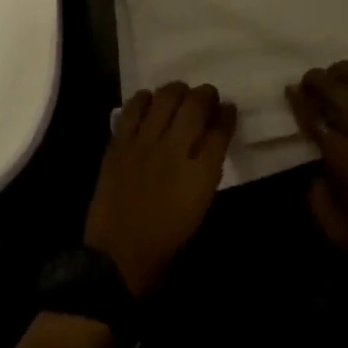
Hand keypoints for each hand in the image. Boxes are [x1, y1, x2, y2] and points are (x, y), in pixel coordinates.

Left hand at [85, 82, 236, 298]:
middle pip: (195, 104)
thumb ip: (207, 170)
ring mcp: (144, 143)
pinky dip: (145, 99)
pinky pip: (134, 107)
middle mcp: (175, 150)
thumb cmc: (165, 240)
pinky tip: (149, 103)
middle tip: (207, 96)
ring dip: (177, 91)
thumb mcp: (200, 208)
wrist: (118, 256)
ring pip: (166, 97)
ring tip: (179, 95)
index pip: (220, 130)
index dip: (227, 114)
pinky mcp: (120, 142)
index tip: (228, 109)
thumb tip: (210, 141)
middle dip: (206, 94)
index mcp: (200, 175)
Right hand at [288, 57, 347, 306]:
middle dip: (318, 79)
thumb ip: (319, 204)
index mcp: (345, 159)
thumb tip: (313, 177)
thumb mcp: (343, 237)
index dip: (298, 101)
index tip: (290, 89)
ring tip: (337, 68)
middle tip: (310, 78)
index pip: (313, 119)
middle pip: (337, 91)